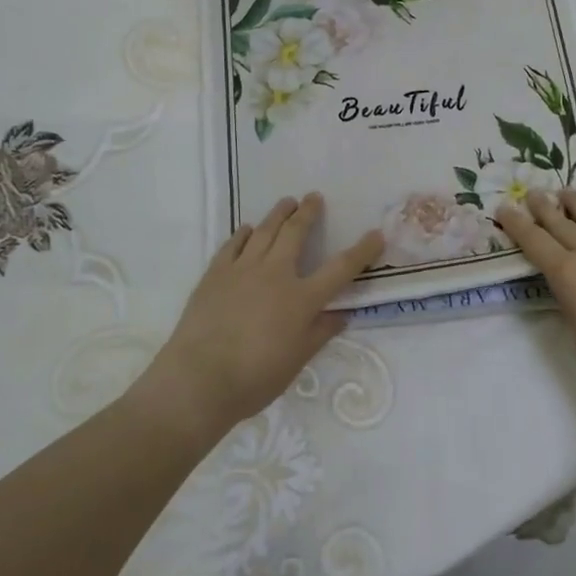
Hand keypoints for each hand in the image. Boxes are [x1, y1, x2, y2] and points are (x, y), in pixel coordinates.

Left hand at [140, 195, 383, 442]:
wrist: (199, 378)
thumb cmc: (255, 377)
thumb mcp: (298, 360)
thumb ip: (320, 332)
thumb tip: (341, 314)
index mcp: (302, 298)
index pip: (341, 268)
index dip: (362, 250)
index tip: (376, 234)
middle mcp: (275, 274)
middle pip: (296, 233)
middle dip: (308, 212)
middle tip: (314, 197)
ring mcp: (242, 269)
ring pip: (264, 231)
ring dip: (278, 213)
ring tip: (286, 202)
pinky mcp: (215, 273)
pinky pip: (233, 244)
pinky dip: (243, 233)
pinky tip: (247, 229)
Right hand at [495, 190, 575, 405]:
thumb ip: (568, 293)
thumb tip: (567, 278)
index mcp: (566, 273)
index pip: (533, 240)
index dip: (516, 223)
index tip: (504, 208)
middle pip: (560, 222)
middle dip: (542, 206)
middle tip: (532, 193)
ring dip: (575, 202)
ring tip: (565, 191)